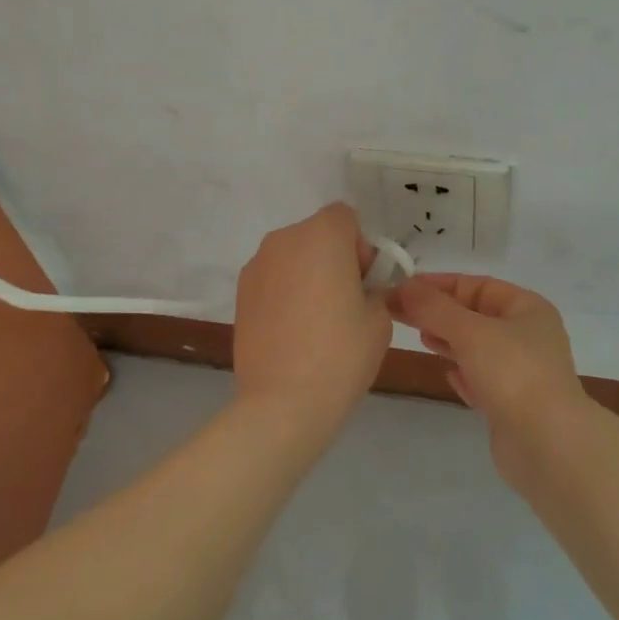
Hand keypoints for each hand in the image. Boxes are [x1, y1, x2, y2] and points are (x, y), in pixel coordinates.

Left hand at [233, 204, 392, 427]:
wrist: (283, 401)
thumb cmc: (341, 353)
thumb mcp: (379, 318)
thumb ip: (373, 287)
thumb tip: (357, 287)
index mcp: (321, 235)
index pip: (345, 217)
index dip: (360, 246)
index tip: (364, 283)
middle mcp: (284, 239)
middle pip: (317, 234)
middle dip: (333, 258)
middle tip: (344, 303)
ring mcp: (256, 265)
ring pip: (292, 256)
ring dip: (307, 274)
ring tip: (315, 322)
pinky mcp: (240, 292)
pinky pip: (273, 279)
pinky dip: (285, 293)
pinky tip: (291, 332)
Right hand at [390, 274, 588, 483]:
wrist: (549, 446)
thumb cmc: (513, 374)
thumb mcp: (469, 331)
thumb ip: (434, 308)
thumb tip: (404, 286)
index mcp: (527, 308)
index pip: (476, 285)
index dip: (438, 284)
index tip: (402, 289)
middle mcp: (528, 336)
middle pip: (475, 315)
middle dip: (438, 313)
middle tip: (399, 314)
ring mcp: (522, 372)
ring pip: (477, 347)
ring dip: (448, 341)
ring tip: (420, 339)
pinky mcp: (513, 404)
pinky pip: (482, 379)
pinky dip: (464, 374)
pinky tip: (448, 376)